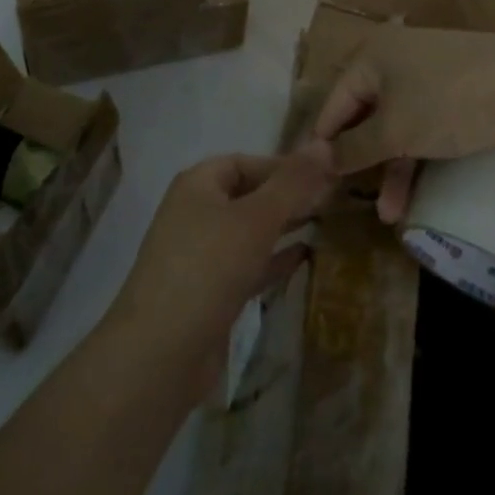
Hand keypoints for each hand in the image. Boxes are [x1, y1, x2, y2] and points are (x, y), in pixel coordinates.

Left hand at [105, 144, 334, 395]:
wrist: (162, 352)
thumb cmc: (208, 268)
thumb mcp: (256, 219)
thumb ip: (292, 183)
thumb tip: (324, 142)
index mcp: (197, 185)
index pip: (244, 162)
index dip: (282, 166)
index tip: (323, 176)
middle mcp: (195, 213)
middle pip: (247, 195)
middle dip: (286, 196)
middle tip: (332, 199)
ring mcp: (200, 255)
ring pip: (248, 231)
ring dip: (283, 226)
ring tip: (326, 223)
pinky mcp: (209, 292)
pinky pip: (247, 264)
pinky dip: (274, 259)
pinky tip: (305, 257)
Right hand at [310, 26, 494, 223]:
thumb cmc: (447, 103)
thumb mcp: (394, 130)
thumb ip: (353, 148)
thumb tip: (318, 159)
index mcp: (372, 55)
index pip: (334, 101)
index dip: (323, 142)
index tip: (314, 180)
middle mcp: (397, 58)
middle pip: (366, 114)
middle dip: (361, 162)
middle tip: (350, 199)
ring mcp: (432, 74)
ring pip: (398, 125)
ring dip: (392, 169)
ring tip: (389, 215)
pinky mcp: (460, 92)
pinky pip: (426, 125)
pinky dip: (418, 157)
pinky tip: (417, 195)